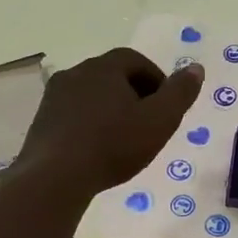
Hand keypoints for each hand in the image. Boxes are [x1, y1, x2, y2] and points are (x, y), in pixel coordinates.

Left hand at [18, 48, 204, 194]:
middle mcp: (76, 73)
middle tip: (148, 122)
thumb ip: (180, 93)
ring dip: (109, 109)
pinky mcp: (41, 121)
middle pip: (112, 76)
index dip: (156, 79)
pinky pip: (73, 114)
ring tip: (123, 138)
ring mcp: (54, 97)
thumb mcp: (159, 120)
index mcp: (105, 67)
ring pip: (91, 95)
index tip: (166, 105)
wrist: (55, 177)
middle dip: (133, 93)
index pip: (136, 61)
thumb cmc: (113, 145)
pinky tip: (96, 149)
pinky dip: (89, 124)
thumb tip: (196, 68)